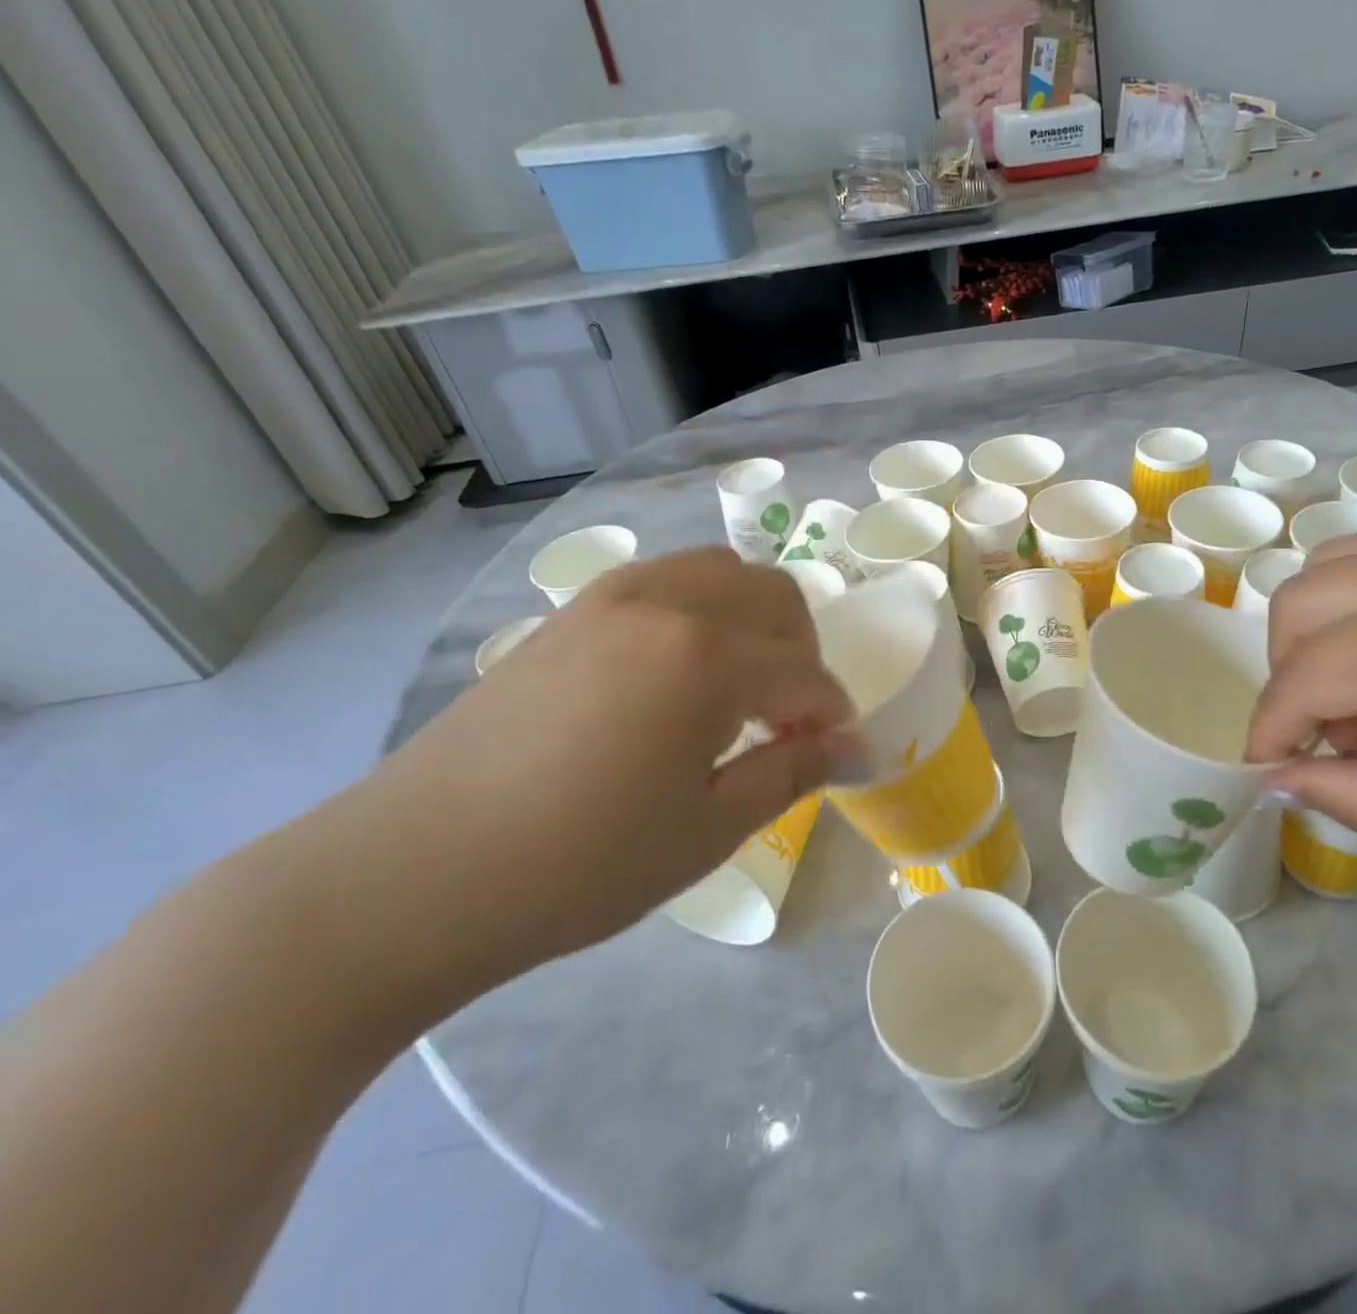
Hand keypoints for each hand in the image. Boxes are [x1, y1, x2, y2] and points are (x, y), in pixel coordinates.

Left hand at [345, 548, 852, 982]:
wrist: (415, 872)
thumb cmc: (579, 866)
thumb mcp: (706, 831)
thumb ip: (791, 773)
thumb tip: (855, 749)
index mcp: (708, 660)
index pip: (805, 674)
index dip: (832, 715)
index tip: (837, 751)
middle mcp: (667, 604)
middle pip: (775, 598)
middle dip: (803, 654)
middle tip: (789, 720)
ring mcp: (613, 598)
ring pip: (721, 571)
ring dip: (754, 619)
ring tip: (738, 685)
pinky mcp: (573, 611)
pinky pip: (664, 579)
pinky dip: (700, 608)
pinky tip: (679, 670)